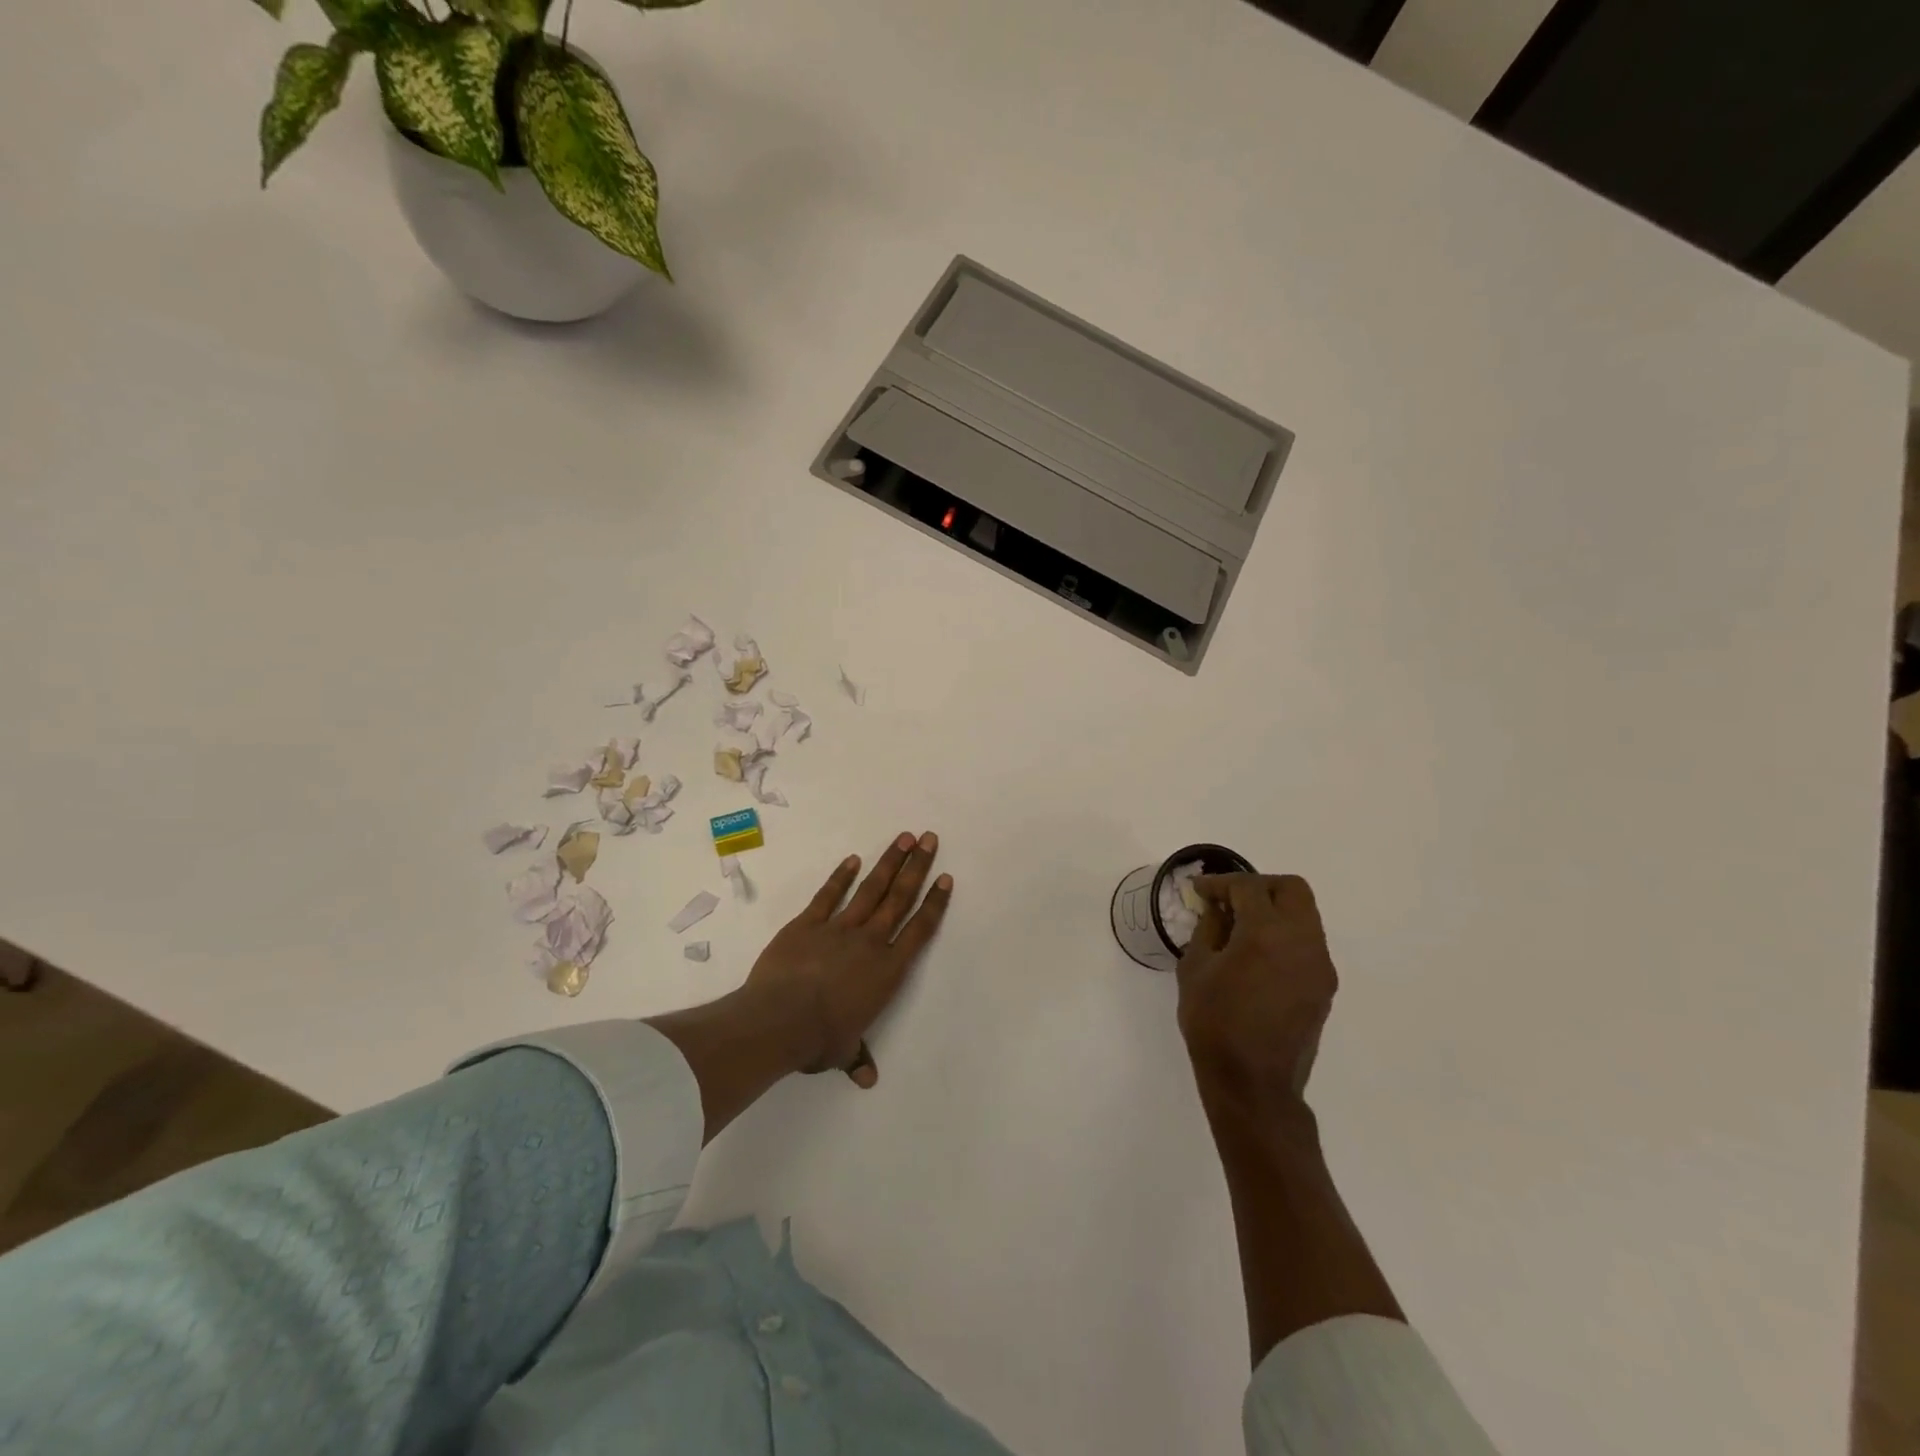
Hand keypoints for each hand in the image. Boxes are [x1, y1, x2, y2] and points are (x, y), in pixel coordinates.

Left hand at [741, 831, 951, 1087]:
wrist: (780, 1020)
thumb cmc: (819, 1039)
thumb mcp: (842, 1052)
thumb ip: (857, 1058)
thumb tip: (867, 1081)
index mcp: (887, 971)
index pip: (919, 930)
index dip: (934, 903)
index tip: (945, 878)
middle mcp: (870, 942)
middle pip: (899, 898)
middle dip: (917, 867)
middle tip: (930, 838)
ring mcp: (838, 929)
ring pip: (870, 889)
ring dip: (889, 862)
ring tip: (904, 837)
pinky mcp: (807, 924)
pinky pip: (828, 895)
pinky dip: (841, 876)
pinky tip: (853, 859)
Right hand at [1176, 874, 1336, 1106]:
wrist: (1253, 1084)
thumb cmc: (1214, 1024)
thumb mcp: (1194, 969)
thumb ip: (1208, 929)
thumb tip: (1217, 908)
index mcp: (1267, 933)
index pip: (1247, 888)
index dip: (1220, 883)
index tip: (1199, 890)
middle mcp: (1302, 941)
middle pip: (1291, 889)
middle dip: (1258, 887)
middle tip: (1229, 900)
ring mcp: (1319, 965)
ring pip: (1304, 915)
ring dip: (1274, 910)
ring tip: (1240, 927)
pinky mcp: (1324, 986)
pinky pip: (1306, 943)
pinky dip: (1283, 935)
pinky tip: (1256, 954)